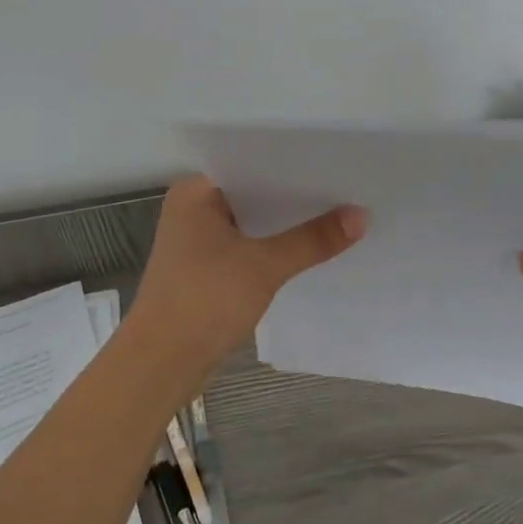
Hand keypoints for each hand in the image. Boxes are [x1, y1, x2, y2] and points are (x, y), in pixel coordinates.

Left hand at [127, 176, 367, 381]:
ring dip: (286, 225)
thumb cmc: (204, 300)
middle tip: (346, 185)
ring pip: (252, 223)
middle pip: (254, 194)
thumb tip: (361, 215)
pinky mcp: (207, 270)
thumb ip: (312, 240)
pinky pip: (248, 248)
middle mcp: (193, 209)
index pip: (249, 162)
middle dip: (295, 195)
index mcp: (195, 192)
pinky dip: (274, 249)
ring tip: (338, 212)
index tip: (334, 159)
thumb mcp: (264, 266)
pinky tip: (309, 249)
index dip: (291, 162)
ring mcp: (198, 242)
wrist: (162, 364)